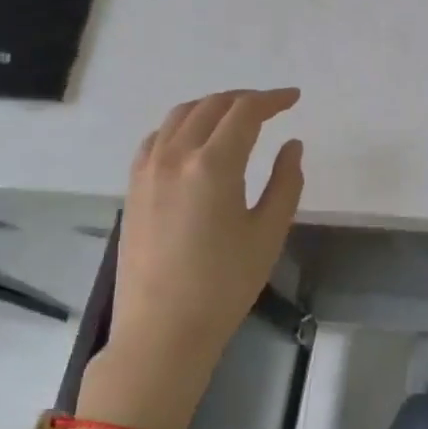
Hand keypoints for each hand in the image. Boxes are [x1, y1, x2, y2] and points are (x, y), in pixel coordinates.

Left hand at [83, 88, 304, 428]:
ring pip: (180, 116)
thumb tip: (291, 146)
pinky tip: (194, 140)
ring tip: (236, 117)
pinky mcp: (133, 187)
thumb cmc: (225, 285)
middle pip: (211, 106)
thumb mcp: (268, 233)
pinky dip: (182, 125)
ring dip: (212, 107)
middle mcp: (175, 155)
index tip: (293, 98)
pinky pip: (157, 137)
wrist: (163, 329)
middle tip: (271, 108)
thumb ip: (285, 182)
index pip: (245, 112)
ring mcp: (147, 170)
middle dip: (245, 100)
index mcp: (213, 164)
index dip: (272, 99)